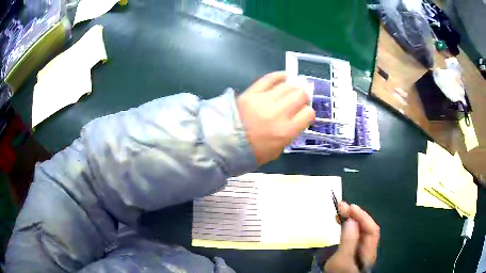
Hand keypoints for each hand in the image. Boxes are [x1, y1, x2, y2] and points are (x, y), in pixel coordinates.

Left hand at [237, 72, 314, 164]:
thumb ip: (290, 134)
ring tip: (292, 91)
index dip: (309, 113)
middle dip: (303, 98)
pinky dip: (279, 76)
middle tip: (299, 101)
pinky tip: (285, 77)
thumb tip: (296, 119)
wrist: (224, 144)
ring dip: (293, 88)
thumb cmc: (252, 152)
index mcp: (286, 132)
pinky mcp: (252, 93)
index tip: (305, 114)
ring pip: (288, 86)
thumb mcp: (276, 150)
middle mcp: (279, 113)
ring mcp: (265, 101)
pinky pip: (269, 79)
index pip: (308, 114)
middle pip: (300, 96)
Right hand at [324, 203, 379, 272]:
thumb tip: (352, 220)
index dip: (362, 216)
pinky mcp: (352, 252)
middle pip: (366, 229)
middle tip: (341, 207)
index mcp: (368, 250)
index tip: (349, 207)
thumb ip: (348, 240)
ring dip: (351, 220)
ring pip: (359, 232)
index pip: (371, 229)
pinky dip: (347, 228)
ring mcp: (360, 250)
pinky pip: (353, 236)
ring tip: (339, 213)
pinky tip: (341, 225)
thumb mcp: (342, 260)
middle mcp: (367, 248)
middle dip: (356, 216)